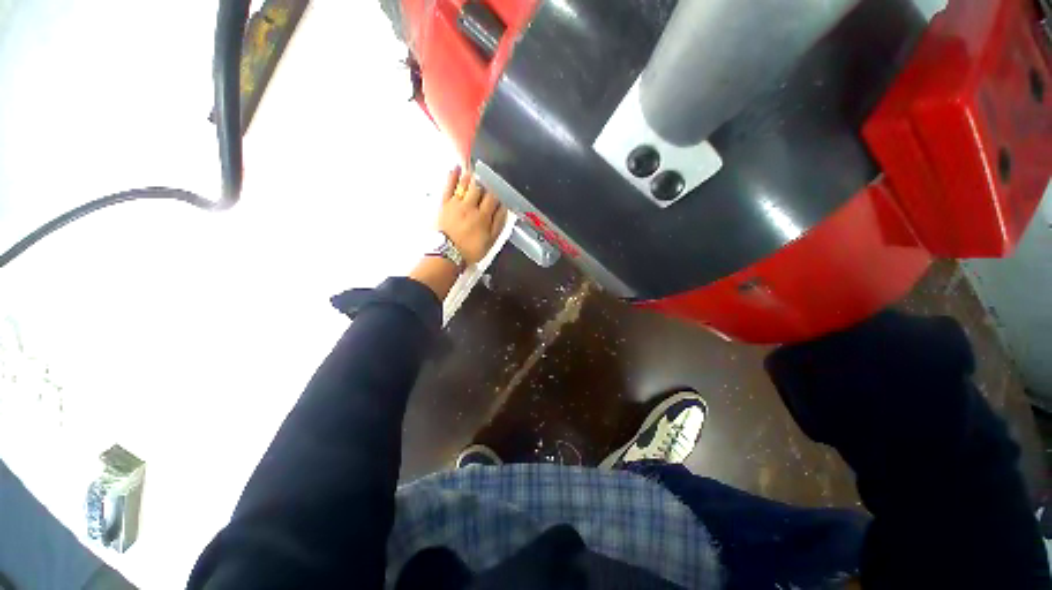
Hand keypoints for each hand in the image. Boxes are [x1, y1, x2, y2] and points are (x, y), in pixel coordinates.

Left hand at [438, 168, 507, 265]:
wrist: (447, 254)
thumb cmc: (470, 250)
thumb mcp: (490, 241)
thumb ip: (498, 223)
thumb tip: (504, 208)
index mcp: (483, 216)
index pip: (493, 197)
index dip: (497, 191)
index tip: (500, 188)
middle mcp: (470, 207)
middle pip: (479, 187)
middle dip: (485, 180)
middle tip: (488, 176)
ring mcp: (456, 204)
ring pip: (465, 183)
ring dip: (471, 175)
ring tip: (475, 170)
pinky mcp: (444, 204)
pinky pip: (448, 186)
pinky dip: (452, 176)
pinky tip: (456, 168)